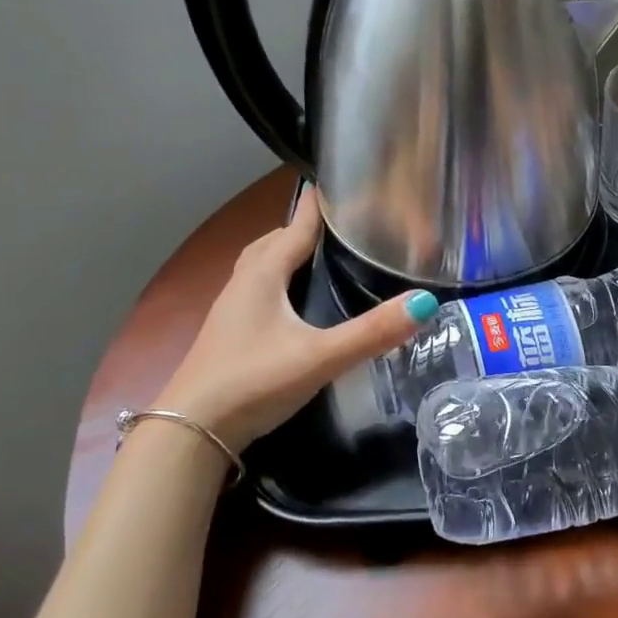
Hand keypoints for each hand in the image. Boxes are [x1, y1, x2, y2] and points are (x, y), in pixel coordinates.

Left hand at [155, 186, 437, 451]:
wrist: (191, 432)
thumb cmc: (254, 382)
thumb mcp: (321, 356)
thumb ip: (373, 332)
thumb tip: (426, 302)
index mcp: (263, 276)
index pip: (295, 227)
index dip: (317, 207)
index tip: (339, 185)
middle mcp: (243, 285)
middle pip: (273, 243)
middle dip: (301, 229)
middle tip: (337, 227)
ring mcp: (231, 312)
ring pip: (260, 268)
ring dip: (285, 255)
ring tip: (316, 259)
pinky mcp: (228, 336)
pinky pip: (257, 293)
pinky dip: (277, 284)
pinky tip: (293, 306)